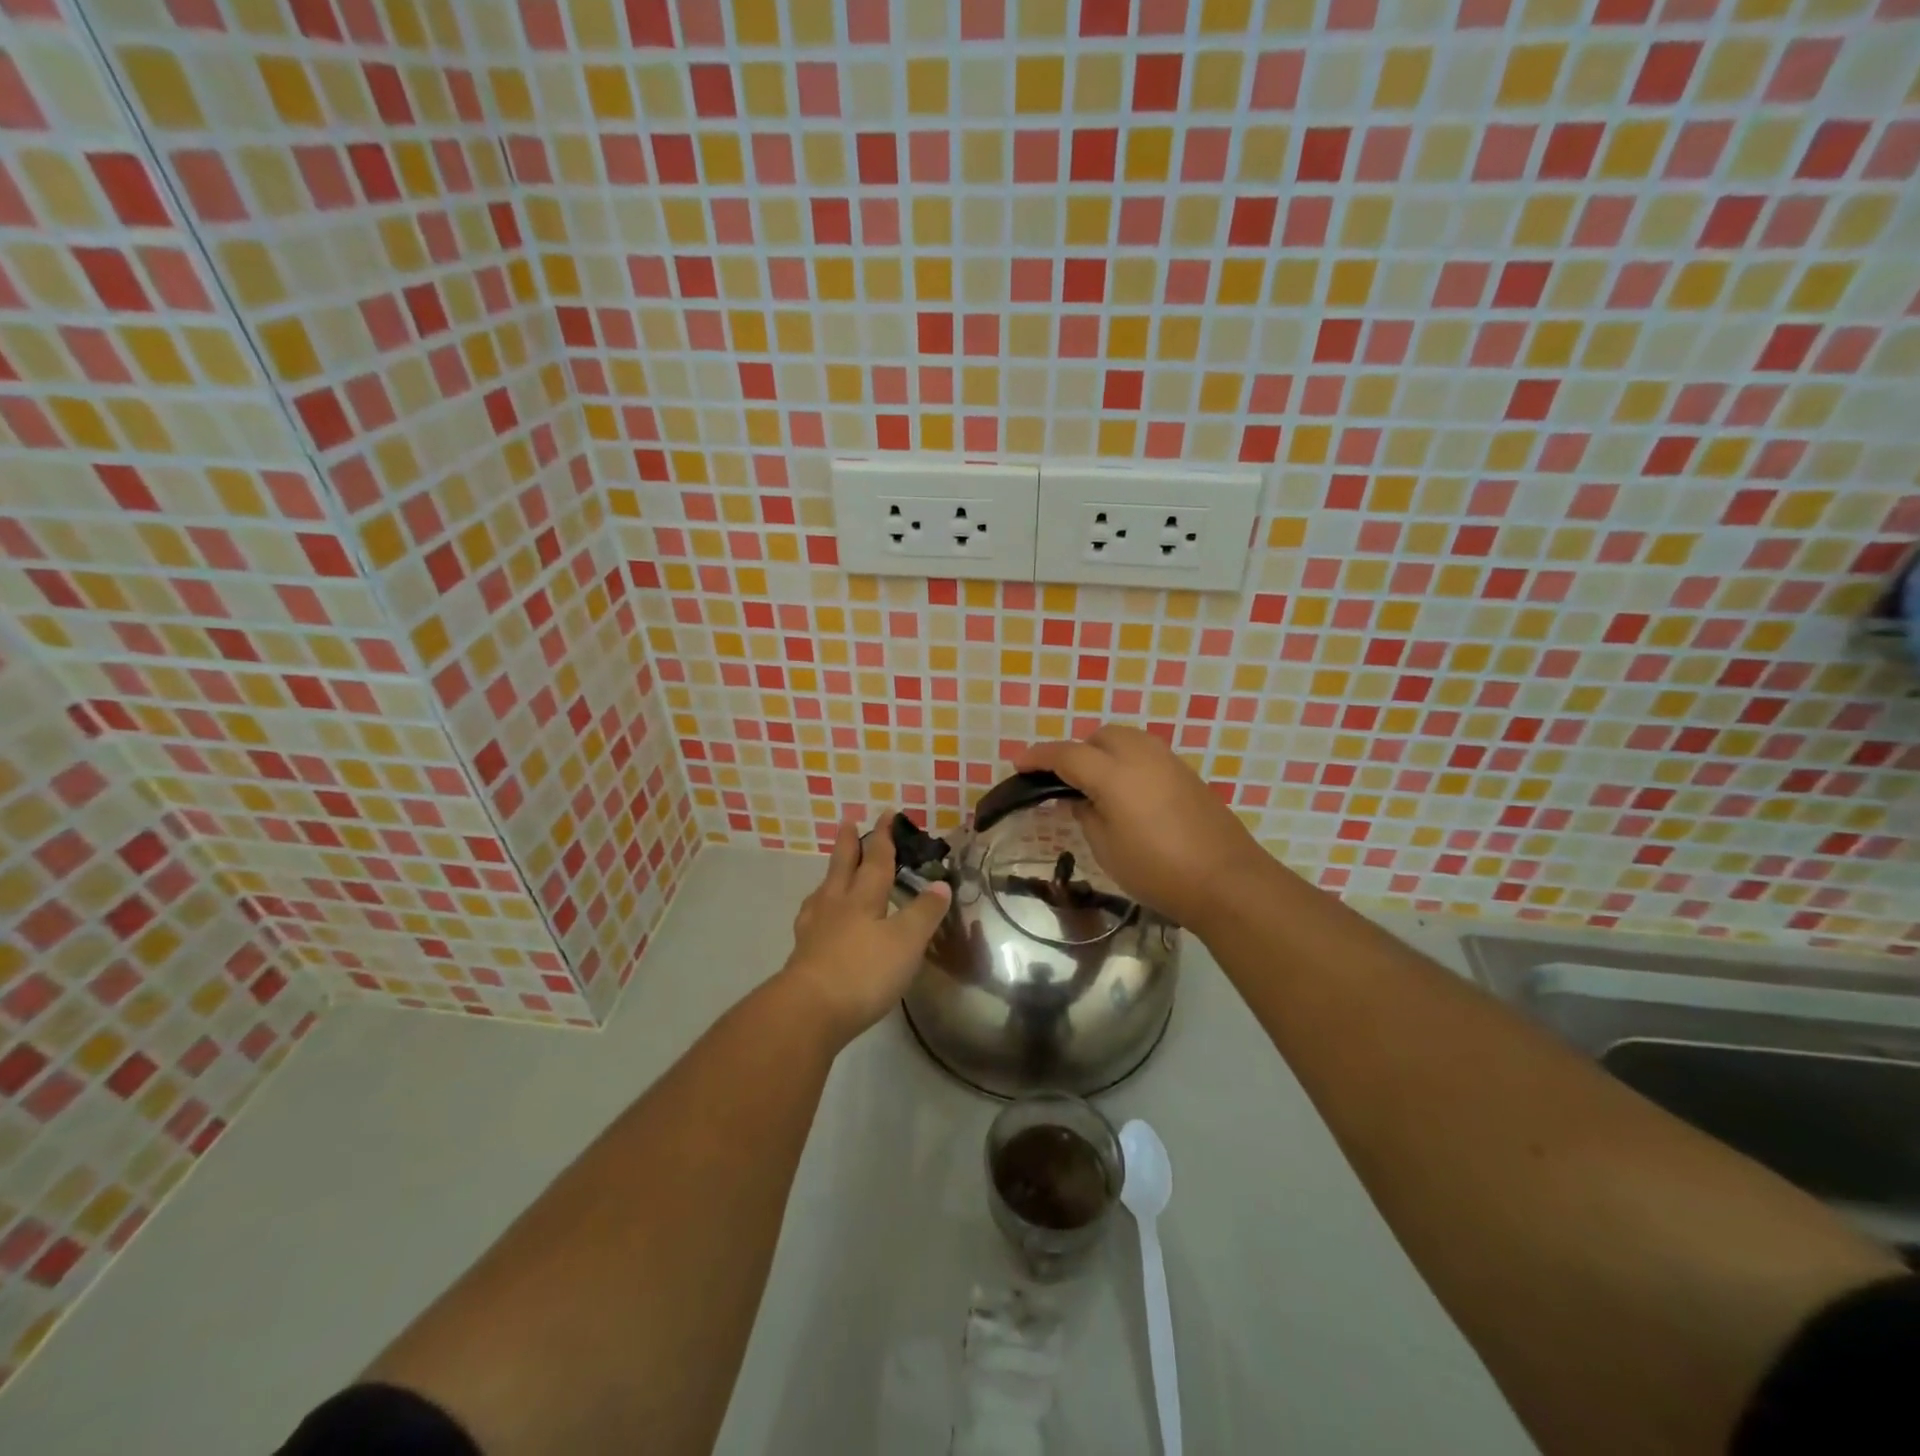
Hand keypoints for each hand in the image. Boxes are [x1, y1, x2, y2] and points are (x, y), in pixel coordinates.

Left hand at [779, 818, 950, 1043]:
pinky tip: (816, 919)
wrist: (809, 1010)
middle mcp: (836, 905)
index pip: (877, 860)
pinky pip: (812, 919)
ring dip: (831, 876)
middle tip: (847, 823)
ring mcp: (815, 929)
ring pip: (824, 892)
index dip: (884, 837)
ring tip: (831, 872)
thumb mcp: (906, 942)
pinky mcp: (803, 954)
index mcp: (864, 898)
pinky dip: (817, 910)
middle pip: (843, 867)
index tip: (886, 814)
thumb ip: (924, 912)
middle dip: (849, 845)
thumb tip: (940, 884)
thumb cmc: (864, 971)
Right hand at [1018, 725, 1267, 930]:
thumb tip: (1082, 799)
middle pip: (1099, 737)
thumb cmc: (1157, 870)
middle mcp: (1140, 755)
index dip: (1039, 757)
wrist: (1226, 880)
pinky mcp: (1187, 773)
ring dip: (1103, 752)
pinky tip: (1127, 792)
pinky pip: (1146, 753)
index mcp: (1113, 773)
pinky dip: (1128, 762)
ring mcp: (1168, 761)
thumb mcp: (1106, 848)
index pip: (1066, 755)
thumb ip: (1087, 814)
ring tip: (1095, 784)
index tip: (1019, 763)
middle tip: (1064, 781)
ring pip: (1126, 739)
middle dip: (1076, 751)